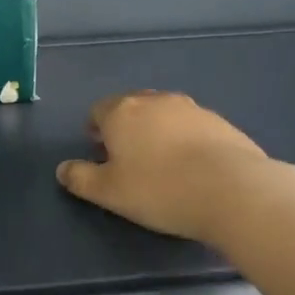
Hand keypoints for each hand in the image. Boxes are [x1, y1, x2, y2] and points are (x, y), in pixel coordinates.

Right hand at [57, 90, 268, 243]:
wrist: (231, 190)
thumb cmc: (159, 189)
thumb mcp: (109, 192)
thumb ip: (80, 179)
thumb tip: (63, 169)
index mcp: (122, 112)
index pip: (99, 110)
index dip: (95, 128)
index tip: (98, 149)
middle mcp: (156, 101)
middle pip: (132, 106)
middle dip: (126, 126)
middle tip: (127, 155)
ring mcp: (192, 109)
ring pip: (164, 114)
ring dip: (157, 130)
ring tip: (161, 161)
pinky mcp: (221, 123)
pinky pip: (192, 127)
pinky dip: (185, 139)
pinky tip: (192, 166)